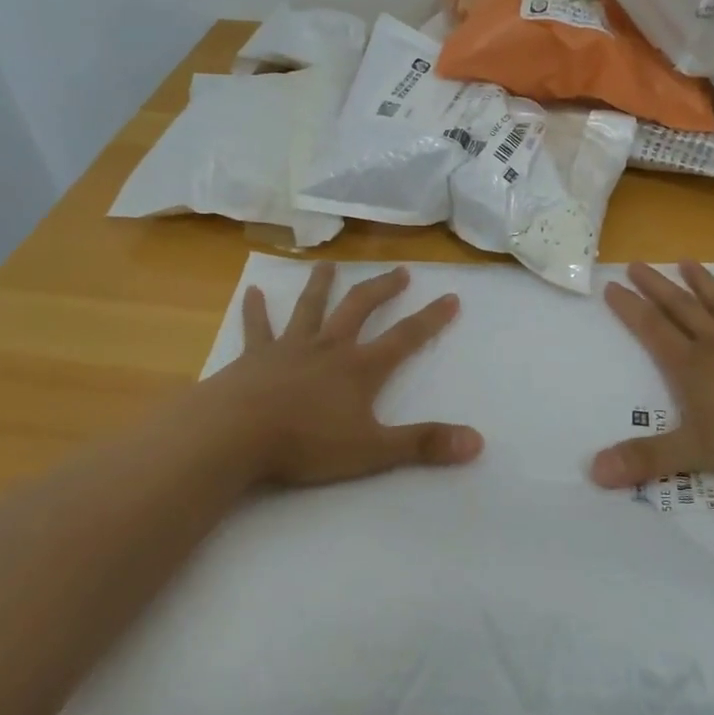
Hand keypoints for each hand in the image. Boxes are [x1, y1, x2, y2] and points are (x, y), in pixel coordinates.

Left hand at [198, 262, 483, 486]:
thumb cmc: (307, 442)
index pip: (405, 337)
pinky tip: (253, 292)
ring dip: (321, 284)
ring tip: (328, 264)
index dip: (431, 318)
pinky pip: (257, 328)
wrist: (236, 433)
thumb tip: (477, 443)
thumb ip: (423, 445)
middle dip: (382, 289)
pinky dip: (256, 310)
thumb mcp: (373, 450)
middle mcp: (329, 347)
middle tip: (400, 271)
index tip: (450, 296)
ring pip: (310, 307)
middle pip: (360, 308)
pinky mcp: (254, 356)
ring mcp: (289, 347)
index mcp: (359, 368)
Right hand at [589, 262, 713, 488]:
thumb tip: (594, 471)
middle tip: (638, 263)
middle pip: (681, 309)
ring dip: (703, 284)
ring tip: (687, 261)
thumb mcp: (697, 452)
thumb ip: (647, 460)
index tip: (611, 285)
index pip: (652, 331)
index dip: (630, 309)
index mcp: (692, 366)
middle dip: (657, 287)